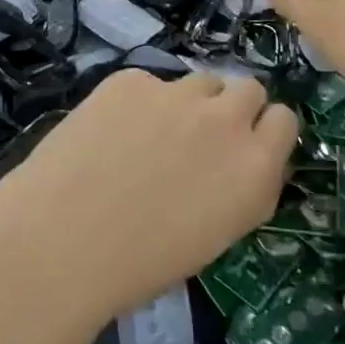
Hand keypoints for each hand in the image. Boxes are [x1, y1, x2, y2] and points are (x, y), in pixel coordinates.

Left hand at [0, 71, 296, 316]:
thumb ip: (241, 188)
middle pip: (249, 88)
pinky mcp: (131, 79)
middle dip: (232, 108)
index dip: (264, 131)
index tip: (245, 146)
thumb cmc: (140, 264)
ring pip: (200, 81)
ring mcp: (177, 93)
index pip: (284, 120)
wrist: (60, 243)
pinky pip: (149, 83)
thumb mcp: (215, 235)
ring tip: (150, 136)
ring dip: (188, 103)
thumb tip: (242, 162)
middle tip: (200, 137)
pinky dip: (138, 103)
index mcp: (255, 169)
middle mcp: (226, 121)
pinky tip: (109, 133)